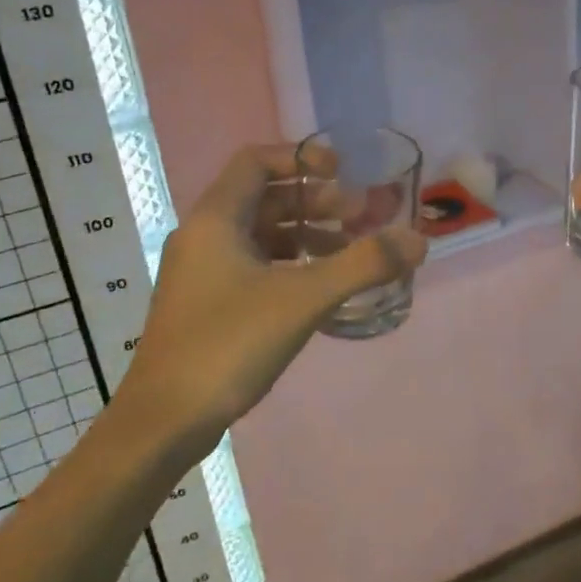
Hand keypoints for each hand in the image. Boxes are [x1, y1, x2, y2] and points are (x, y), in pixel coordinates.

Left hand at [120, 145, 426, 440]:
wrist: (162, 423)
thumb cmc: (228, 345)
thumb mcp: (302, 299)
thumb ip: (363, 265)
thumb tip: (417, 240)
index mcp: (215, 219)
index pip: (257, 161)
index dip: (301, 158)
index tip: (343, 173)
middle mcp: (203, 236)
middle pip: (264, 197)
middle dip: (314, 202)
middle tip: (359, 217)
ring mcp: (201, 272)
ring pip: (260, 234)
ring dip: (305, 235)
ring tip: (348, 253)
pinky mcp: (205, 304)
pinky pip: (253, 265)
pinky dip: (289, 265)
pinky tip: (319, 289)